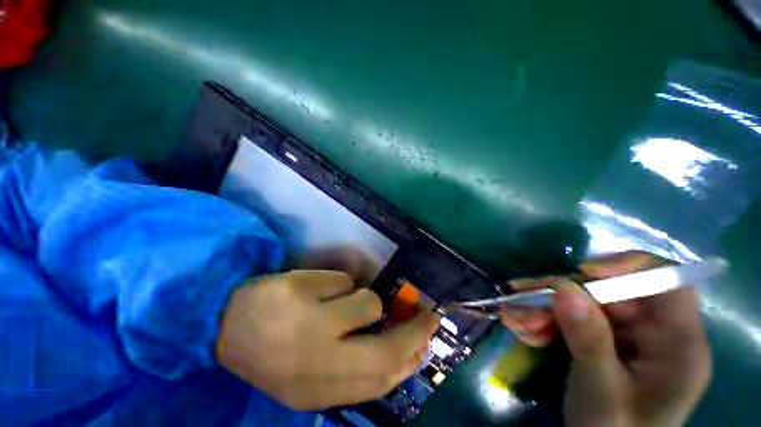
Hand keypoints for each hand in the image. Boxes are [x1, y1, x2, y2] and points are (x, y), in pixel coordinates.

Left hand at [216, 270, 439, 410]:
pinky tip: (316, 291)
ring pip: (366, 303)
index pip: (382, 380)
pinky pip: (342, 281)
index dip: (412, 359)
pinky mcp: (297, 291)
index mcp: (319, 390)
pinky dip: (339, 284)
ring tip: (339, 302)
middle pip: (385, 350)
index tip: (427, 343)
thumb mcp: (314, 373)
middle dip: (413, 331)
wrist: (222, 325)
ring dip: (362, 300)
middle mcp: (316, 364)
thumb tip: (401, 349)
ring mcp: (305, 325)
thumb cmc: (274, 349)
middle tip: (427, 315)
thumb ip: (355, 366)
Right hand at [500, 251, 710, 426]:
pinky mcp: (607, 341)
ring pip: (585, 304)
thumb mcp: (600, 389)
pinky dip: (547, 321)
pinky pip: (574, 319)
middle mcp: (656, 333)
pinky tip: (524, 328)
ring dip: (546, 309)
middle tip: (521, 297)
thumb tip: (564, 287)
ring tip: (514, 318)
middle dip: (562, 294)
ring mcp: (630, 337)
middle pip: (611, 293)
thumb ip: (588, 339)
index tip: (583, 272)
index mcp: (678, 345)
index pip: (668, 283)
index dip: (629, 267)